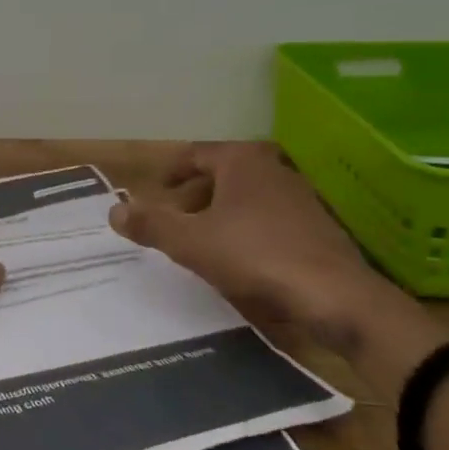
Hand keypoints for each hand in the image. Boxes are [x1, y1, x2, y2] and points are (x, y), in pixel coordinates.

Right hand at [108, 142, 378, 331]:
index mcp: (241, 161)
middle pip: (221, 175)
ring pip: (246, 198)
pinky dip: (246, 231)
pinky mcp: (317, 227)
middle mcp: (272, 169)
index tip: (154, 191)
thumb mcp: (190, 241)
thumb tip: (113, 210)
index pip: (195, 154)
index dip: (170, 171)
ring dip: (219, 215)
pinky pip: (269, 220)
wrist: (334, 296)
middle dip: (193, 196)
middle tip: (172, 221)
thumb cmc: (254, 255)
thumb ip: (150, 224)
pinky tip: (240, 262)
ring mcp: (300, 197)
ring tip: (200, 243)